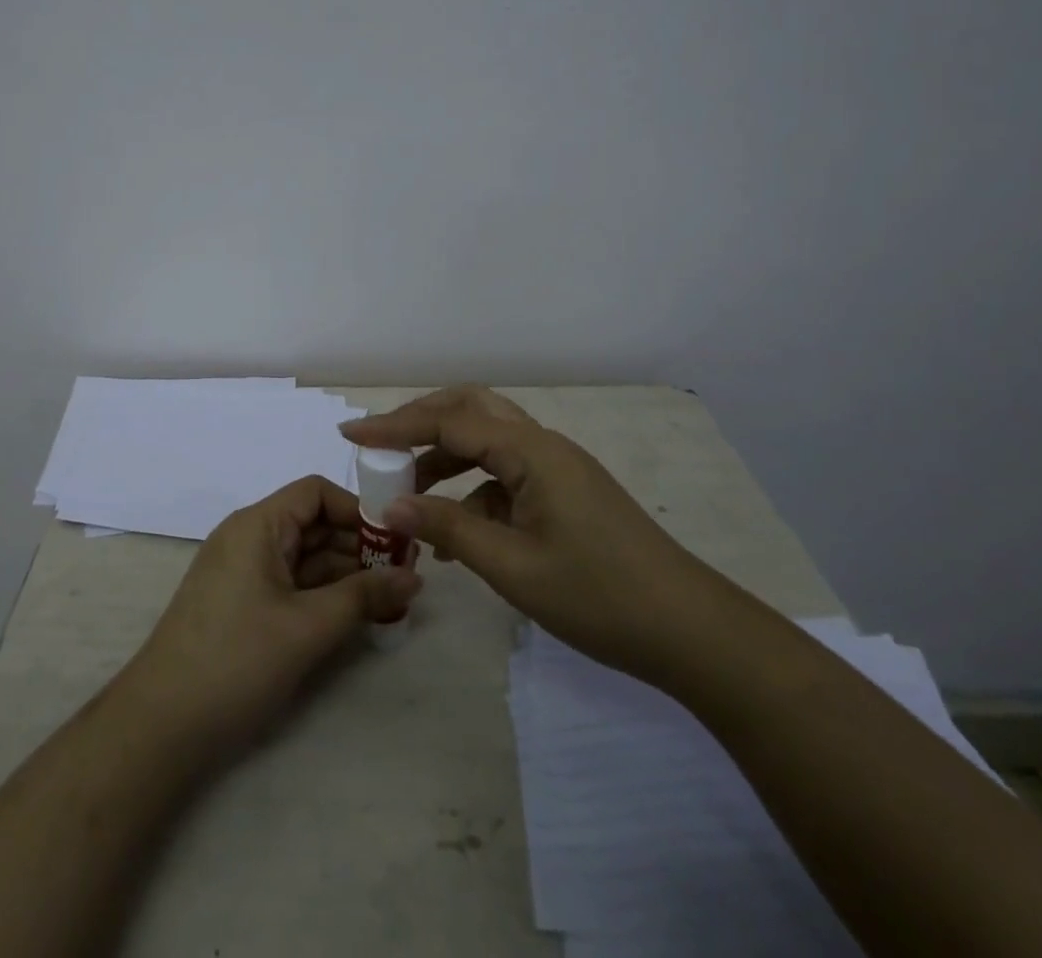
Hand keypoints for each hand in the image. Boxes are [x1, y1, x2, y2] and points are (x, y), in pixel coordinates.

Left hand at [124, 475, 422, 750]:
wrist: (161, 727)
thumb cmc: (237, 660)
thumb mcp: (308, 627)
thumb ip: (364, 597)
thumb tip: (414, 576)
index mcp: (257, 525)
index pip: (315, 493)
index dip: (358, 509)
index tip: (396, 538)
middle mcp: (249, 539)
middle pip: (313, 524)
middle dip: (359, 545)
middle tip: (407, 572)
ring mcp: (243, 574)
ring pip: (305, 558)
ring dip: (346, 573)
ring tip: (393, 597)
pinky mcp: (242, 606)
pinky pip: (292, 585)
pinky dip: (324, 595)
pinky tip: (358, 616)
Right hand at [340, 386, 738, 687]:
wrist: (690, 631)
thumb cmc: (599, 596)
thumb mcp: (513, 566)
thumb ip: (449, 528)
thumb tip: (391, 504)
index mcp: (531, 451)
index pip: (449, 421)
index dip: (396, 426)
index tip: (351, 435)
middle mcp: (543, 445)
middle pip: (471, 409)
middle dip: (420, 421)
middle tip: (379, 445)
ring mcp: (556, 468)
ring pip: (487, 441)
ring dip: (444, 457)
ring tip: (406, 493)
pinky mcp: (564, 493)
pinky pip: (505, 475)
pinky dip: (472, 490)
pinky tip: (453, 533)